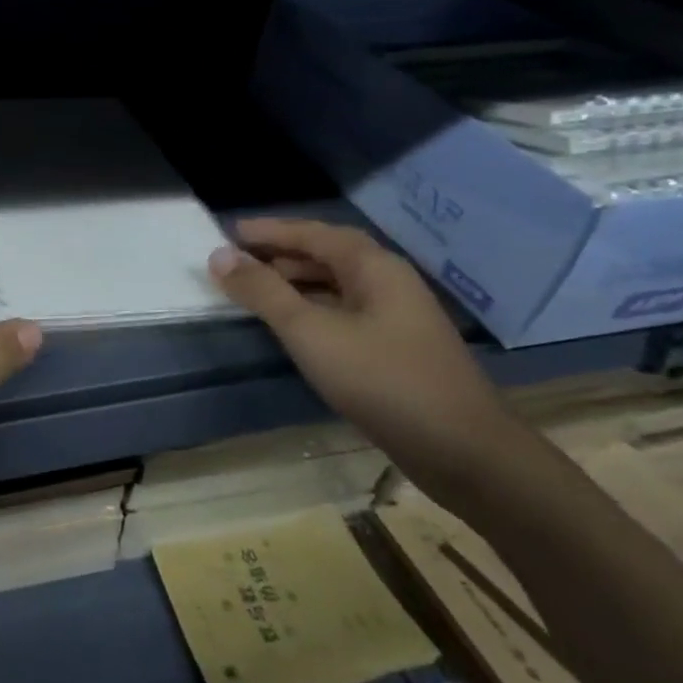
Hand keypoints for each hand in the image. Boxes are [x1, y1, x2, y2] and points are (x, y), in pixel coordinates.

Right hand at [208, 217, 519, 497]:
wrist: (463, 452)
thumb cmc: (382, 379)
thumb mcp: (310, 332)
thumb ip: (263, 292)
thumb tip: (219, 255)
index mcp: (374, 268)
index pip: (313, 233)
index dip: (270, 230)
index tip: (230, 231)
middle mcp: (389, 283)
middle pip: (328, 255)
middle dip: (281, 254)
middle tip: (238, 260)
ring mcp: (397, 317)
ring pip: (337, 286)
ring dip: (296, 282)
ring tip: (257, 291)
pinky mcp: (397, 349)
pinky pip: (345, 312)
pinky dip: (313, 309)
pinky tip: (294, 328)